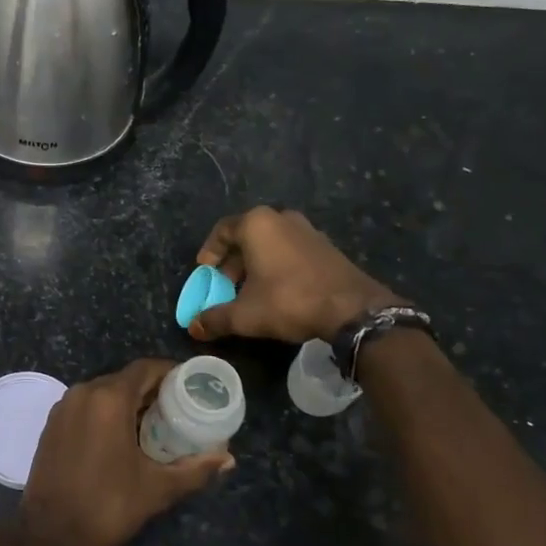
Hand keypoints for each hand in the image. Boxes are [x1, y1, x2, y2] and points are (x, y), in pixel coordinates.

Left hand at [19, 359, 232, 545]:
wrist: (48, 533)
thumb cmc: (106, 506)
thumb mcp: (157, 489)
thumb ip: (195, 469)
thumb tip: (227, 458)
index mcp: (109, 399)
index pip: (146, 368)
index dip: (171, 373)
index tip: (191, 386)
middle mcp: (84, 392)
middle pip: (125, 379)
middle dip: (152, 390)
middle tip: (178, 410)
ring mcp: (64, 406)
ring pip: (104, 391)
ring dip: (129, 401)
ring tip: (154, 424)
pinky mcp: (52, 423)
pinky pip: (86, 405)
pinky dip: (106, 411)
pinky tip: (121, 436)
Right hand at [189, 206, 400, 344]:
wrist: (351, 308)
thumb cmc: (289, 301)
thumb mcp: (245, 315)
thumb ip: (215, 318)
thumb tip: (193, 327)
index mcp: (257, 224)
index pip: (222, 230)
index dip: (210, 251)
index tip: (205, 271)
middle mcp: (281, 218)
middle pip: (246, 235)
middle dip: (232, 261)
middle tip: (225, 284)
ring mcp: (307, 230)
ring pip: (270, 242)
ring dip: (255, 263)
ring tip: (250, 290)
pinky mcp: (325, 246)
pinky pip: (290, 249)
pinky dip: (277, 265)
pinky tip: (277, 291)